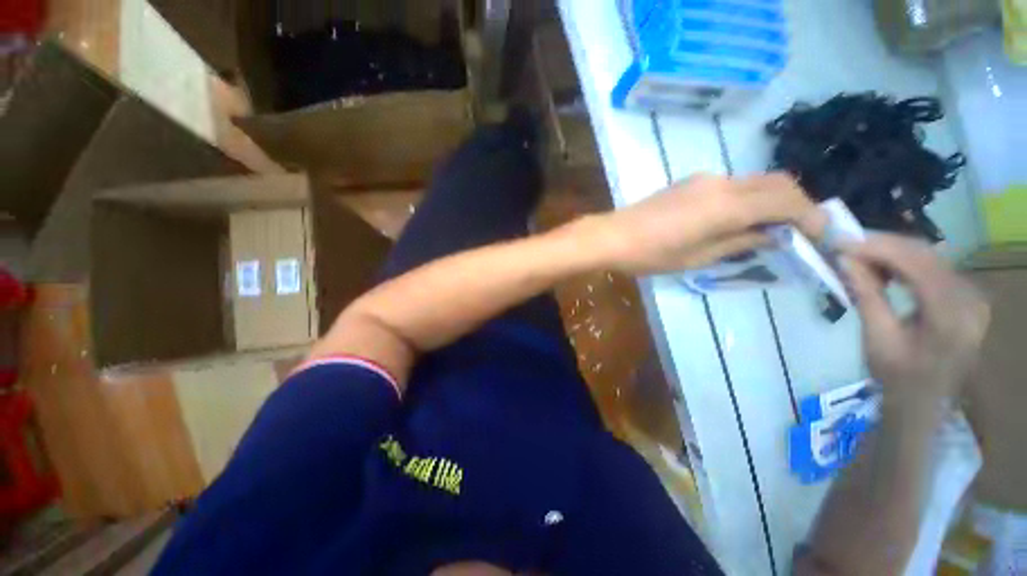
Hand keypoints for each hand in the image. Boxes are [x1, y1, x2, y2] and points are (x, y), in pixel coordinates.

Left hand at [594, 173, 825, 274]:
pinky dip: (749, 198)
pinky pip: (734, 185)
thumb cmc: (650, 254)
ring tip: (771, 229)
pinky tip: (740, 220)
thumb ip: (739, 243)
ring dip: (773, 200)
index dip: (810, 216)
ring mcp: (704, 179)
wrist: (612, 236)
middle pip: (777, 183)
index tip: (820, 236)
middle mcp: (721, 183)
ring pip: (756, 182)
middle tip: (800, 232)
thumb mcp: (698, 258)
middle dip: (797, 205)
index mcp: (726, 205)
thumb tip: (772, 236)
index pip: (786, 201)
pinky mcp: (691, 182)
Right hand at [842, 234, 990, 405]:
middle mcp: (971, 298)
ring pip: (929, 257)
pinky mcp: (967, 295)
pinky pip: (934, 267)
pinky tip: (884, 268)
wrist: (924, 402)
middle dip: (883, 245)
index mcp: (952, 315)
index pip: (917, 263)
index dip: (878, 247)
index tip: (841, 241)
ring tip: (859, 257)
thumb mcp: (877, 338)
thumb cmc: (897, 377)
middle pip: (926, 255)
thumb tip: (844, 258)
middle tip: (845, 245)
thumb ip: (866, 294)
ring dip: (892, 252)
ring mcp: (973, 295)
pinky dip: (905, 263)